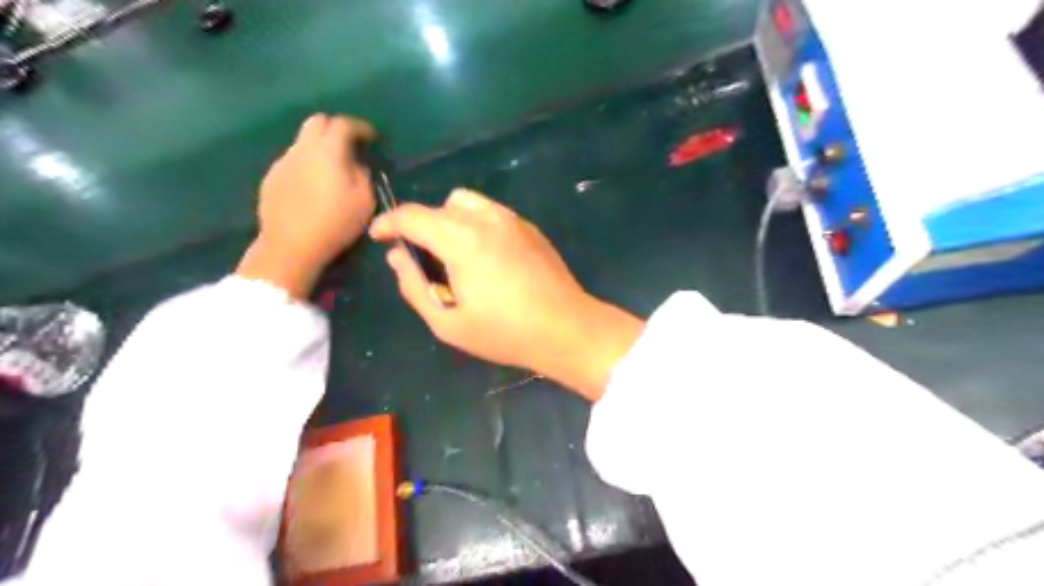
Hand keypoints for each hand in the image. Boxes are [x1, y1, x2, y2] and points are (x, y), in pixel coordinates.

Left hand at [237, 115, 377, 299]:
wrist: (291, 245)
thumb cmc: (335, 222)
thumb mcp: (365, 201)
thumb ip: (363, 175)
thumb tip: (356, 164)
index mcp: (327, 150)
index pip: (344, 124)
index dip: (360, 127)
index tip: (372, 137)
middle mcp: (302, 148)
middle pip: (317, 122)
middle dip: (336, 128)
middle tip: (350, 145)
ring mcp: (283, 162)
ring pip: (303, 142)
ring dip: (320, 148)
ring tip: (332, 170)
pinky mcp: (271, 178)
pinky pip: (293, 162)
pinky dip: (307, 165)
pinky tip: (313, 186)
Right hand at [370, 191, 640, 400]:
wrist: (566, 328)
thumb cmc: (505, 333)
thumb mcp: (448, 323)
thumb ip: (415, 287)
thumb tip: (398, 257)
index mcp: (461, 240)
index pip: (412, 216)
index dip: (388, 223)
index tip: (379, 237)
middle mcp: (486, 219)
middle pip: (440, 205)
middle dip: (421, 225)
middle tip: (423, 259)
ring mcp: (512, 220)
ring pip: (467, 203)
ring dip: (450, 220)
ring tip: (454, 256)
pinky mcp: (529, 227)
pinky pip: (491, 213)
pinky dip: (475, 224)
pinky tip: (484, 256)